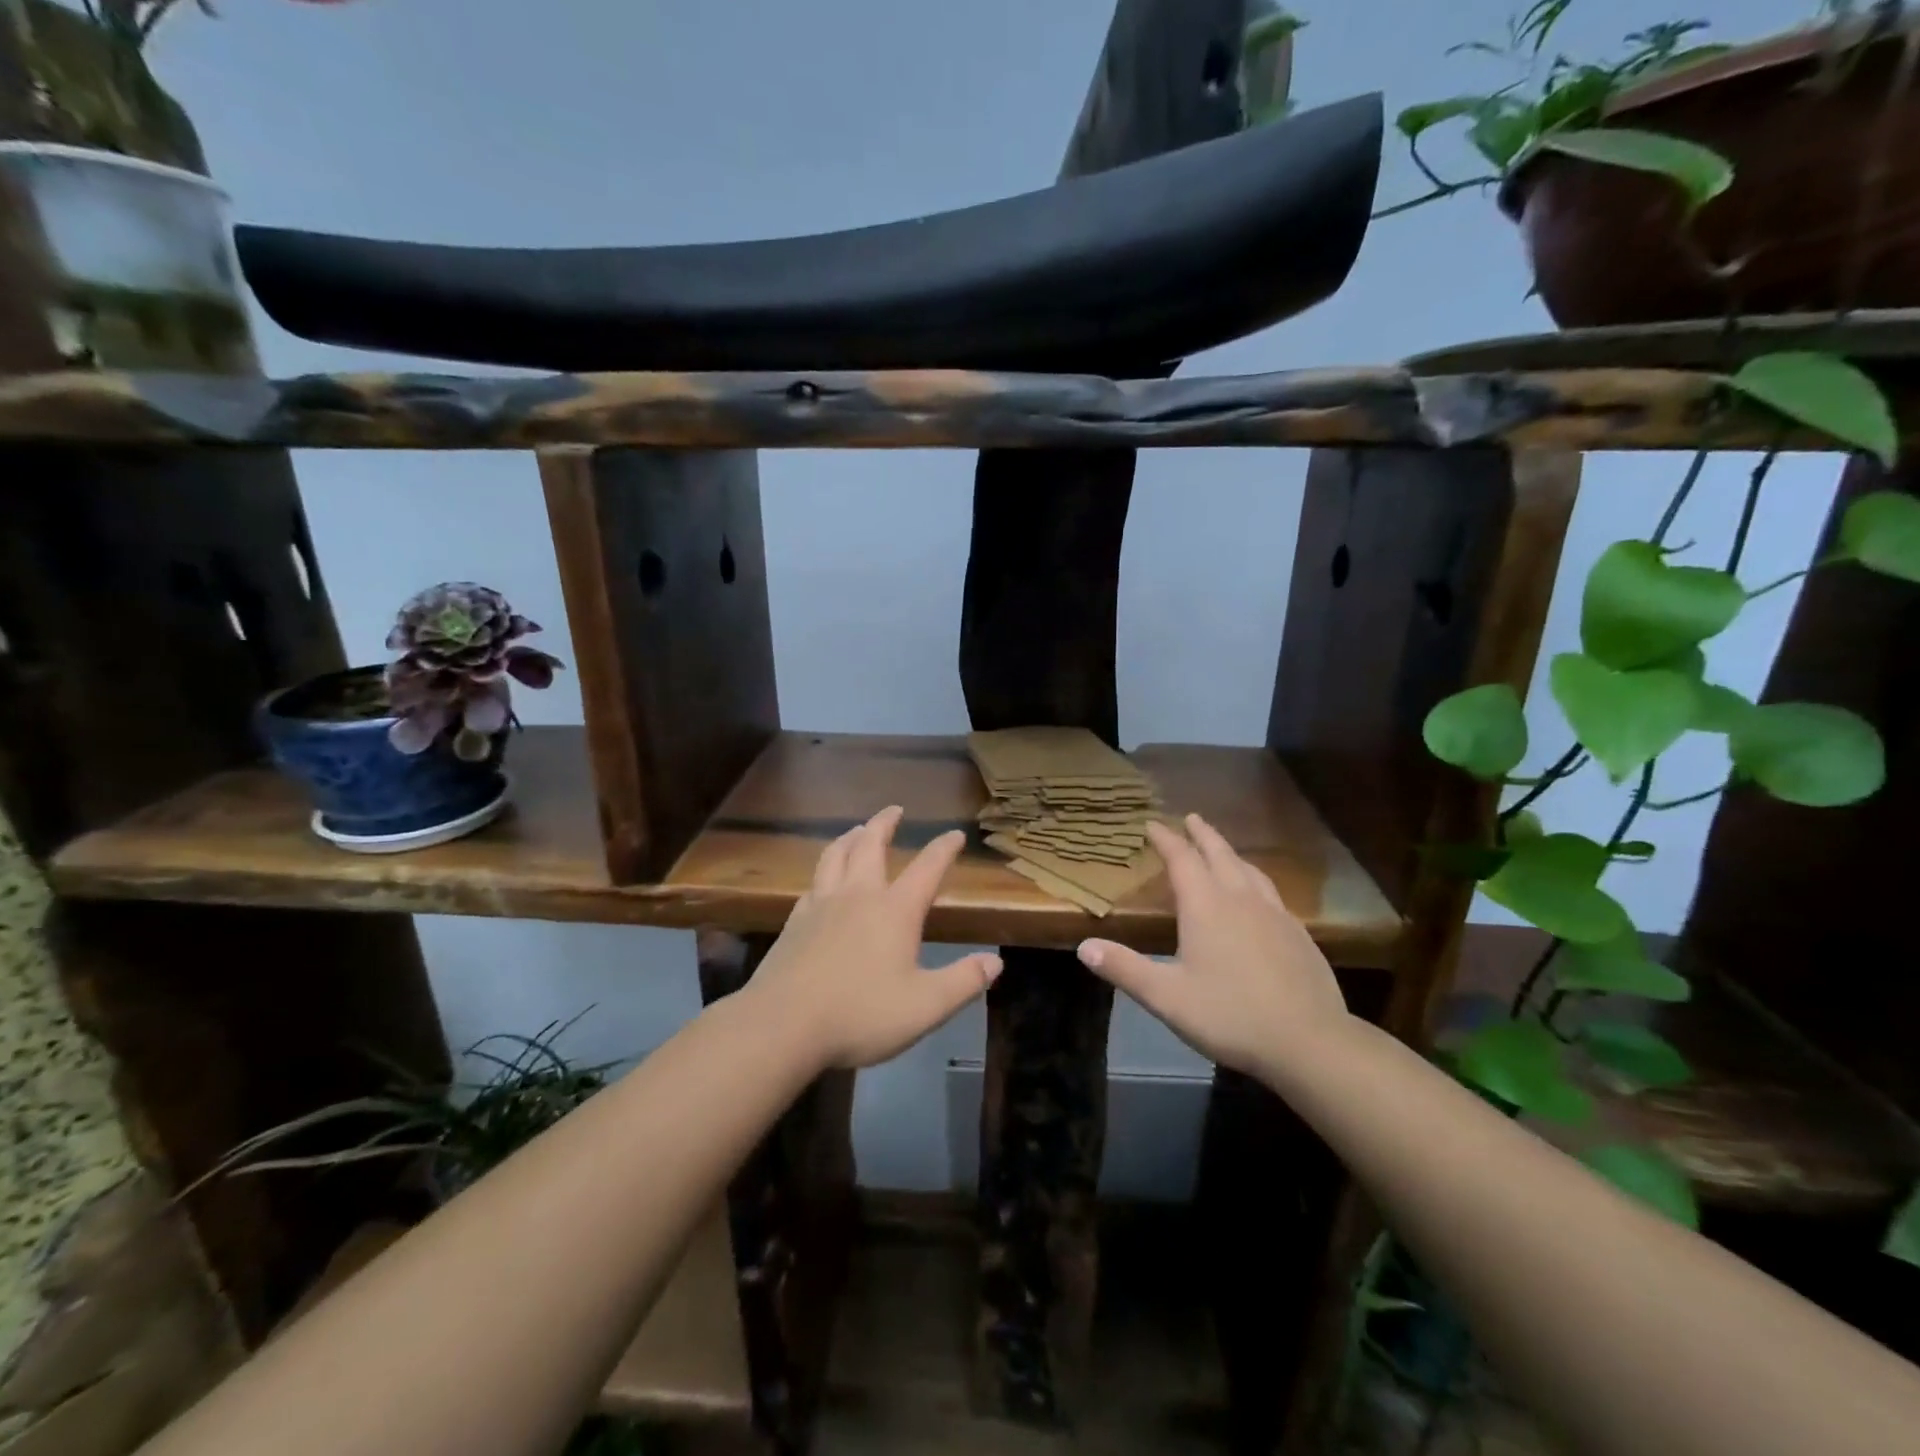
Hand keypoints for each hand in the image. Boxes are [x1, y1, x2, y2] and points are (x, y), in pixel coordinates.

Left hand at [747, 806, 1001, 1069]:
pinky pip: (812, 884)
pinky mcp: (794, 922)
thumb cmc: (861, 1014)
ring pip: (835, 856)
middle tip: (895, 809)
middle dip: (885, 823)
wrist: (783, 1025)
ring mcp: (821, 905)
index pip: (927, 868)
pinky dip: (823, 872)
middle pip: (871, 845)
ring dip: (850, 838)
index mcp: (895, 910)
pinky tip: (822, 881)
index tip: (955, 834)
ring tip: (857, 830)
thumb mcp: (925, 1006)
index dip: (944, 849)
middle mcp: (858, 896)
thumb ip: (963, 981)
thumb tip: (995, 961)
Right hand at [1076, 814, 1347, 1075]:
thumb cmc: (1230, 1015)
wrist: (1310, 1042)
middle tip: (1191, 818)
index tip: (1152, 824)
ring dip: (1230, 853)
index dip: (1166, 839)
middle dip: (1202, 834)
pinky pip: (1270, 892)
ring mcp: (1275, 914)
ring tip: (1222, 850)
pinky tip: (1258, 897)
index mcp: (1206, 906)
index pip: (1181, 860)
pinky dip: (1254, 879)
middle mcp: (1241, 900)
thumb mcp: (1167, 996)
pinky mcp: (1298, 934)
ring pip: (1249, 870)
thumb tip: (1084, 946)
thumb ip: (1125, 969)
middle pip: (1220, 854)